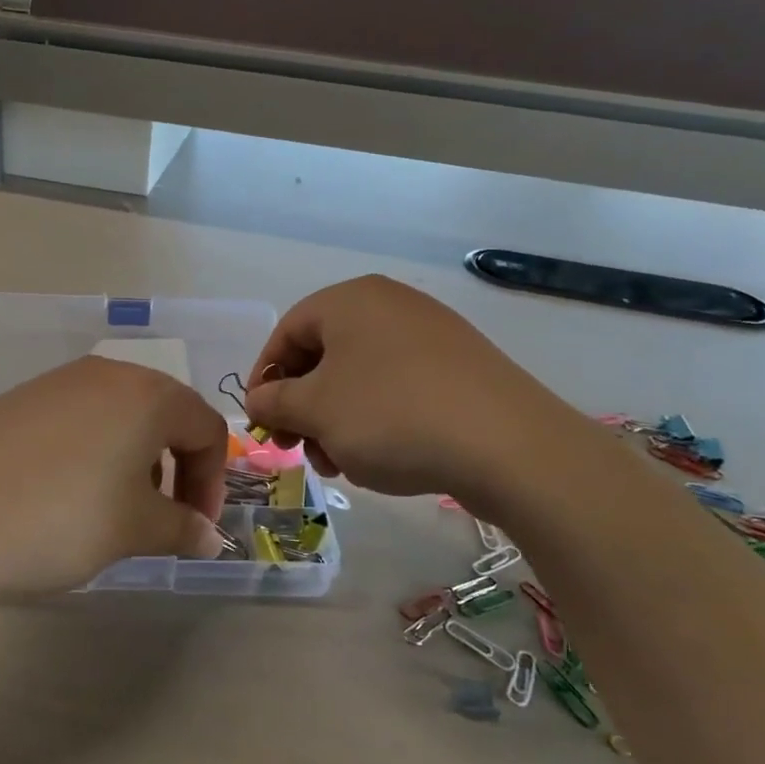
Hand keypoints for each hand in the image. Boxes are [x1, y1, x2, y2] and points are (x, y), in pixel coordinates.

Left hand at [0, 357, 228, 599]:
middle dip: (175, 469)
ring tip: (111, 511)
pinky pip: (77, 421)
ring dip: (133, 462)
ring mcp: (56, 383)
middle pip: (163, 416)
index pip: (207, 429)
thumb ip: (183, 529)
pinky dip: (92, 454)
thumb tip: (211, 538)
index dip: (212, 482)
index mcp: (146, 394)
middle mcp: (105, 374)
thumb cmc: (60, 518)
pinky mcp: (18, 400)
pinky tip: (64, 495)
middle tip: (160, 519)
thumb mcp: (133, 530)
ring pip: (119, 417)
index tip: (196, 527)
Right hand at [243, 275, 586, 506]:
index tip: (260, 419)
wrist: (506, 445)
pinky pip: (397, 387)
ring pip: (360, 377)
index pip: (286, 332)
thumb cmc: (391, 416)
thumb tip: (258, 399)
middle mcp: (390, 305)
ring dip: (337, 420)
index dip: (264, 377)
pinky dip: (376, 419)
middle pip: (324, 355)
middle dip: (303, 407)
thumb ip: (274, 401)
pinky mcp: (459, 367)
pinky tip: (382, 457)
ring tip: (341, 463)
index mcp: (350, 300)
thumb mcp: (316, 411)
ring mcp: (430, 334)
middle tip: (299, 449)